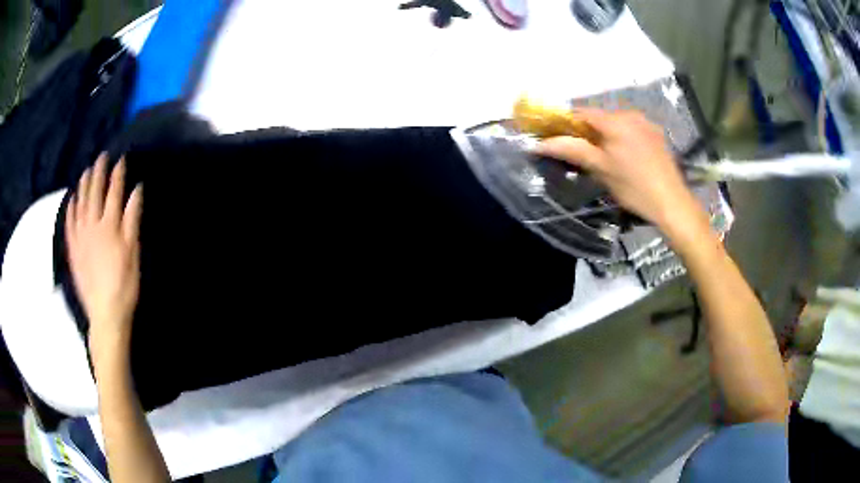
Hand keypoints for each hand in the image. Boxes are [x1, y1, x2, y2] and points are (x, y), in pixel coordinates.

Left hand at [66, 154, 142, 361]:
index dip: (117, 174)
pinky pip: (69, 223)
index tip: (120, 159)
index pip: (113, 192)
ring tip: (86, 171)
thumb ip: (132, 219)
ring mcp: (80, 237)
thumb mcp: (133, 253)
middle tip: (101, 157)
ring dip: (83, 185)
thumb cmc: (124, 285)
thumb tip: (136, 189)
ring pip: (80, 203)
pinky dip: (70, 208)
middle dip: (98, 172)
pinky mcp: (73, 250)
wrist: (105, 314)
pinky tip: (72, 199)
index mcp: (109, 225)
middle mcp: (92, 225)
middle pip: (94, 192)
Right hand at [535, 109, 699, 231]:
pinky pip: (631, 129)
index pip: (582, 112)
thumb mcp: (601, 169)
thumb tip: (540, 144)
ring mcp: (646, 123)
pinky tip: (625, 156)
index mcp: (615, 121)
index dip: (565, 122)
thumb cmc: (634, 187)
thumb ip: (571, 150)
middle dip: (587, 130)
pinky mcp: (656, 134)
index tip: (556, 135)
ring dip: (605, 133)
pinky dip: (621, 137)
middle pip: (600, 116)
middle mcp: (631, 114)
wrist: (672, 203)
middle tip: (581, 151)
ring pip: (616, 122)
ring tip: (603, 156)